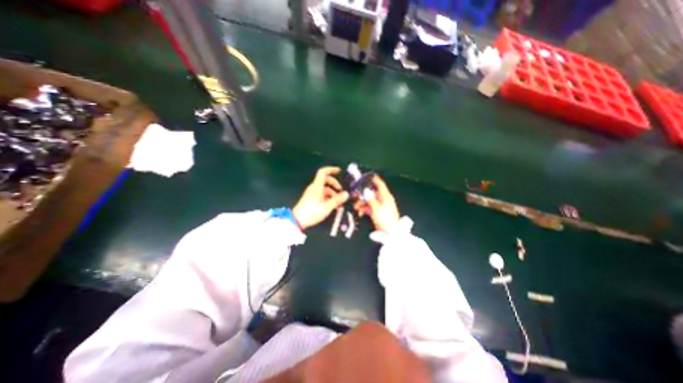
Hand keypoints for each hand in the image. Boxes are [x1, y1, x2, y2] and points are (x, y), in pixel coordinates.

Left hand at [291, 164, 348, 230]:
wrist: (297, 221)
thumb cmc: (312, 212)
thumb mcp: (326, 207)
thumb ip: (337, 200)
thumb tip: (346, 194)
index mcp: (317, 186)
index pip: (323, 172)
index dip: (331, 169)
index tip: (339, 171)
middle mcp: (314, 188)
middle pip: (325, 180)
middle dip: (335, 184)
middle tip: (341, 192)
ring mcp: (312, 193)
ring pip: (324, 189)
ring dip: (333, 193)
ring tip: (339, 203)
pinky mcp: (311, 199)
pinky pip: (322, 195)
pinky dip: (328, 197)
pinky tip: (333, 206)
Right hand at [352, 176, 400, 232]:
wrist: (390, 233)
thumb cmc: (385, 219)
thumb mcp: (376, 208)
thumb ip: (370, 199)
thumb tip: (365, 191)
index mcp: (385, 196)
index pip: (380, 184)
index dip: (374, 179)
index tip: (367, 176)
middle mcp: (383, 199)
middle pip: (372, 193)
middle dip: (363, 194)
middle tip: (355, 195)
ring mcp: (380, 206)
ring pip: (370, 200)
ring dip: (362, 202)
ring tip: (355, 206)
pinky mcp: (378, 212)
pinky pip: (370, 207)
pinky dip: (364, 208)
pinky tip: (359, 211)